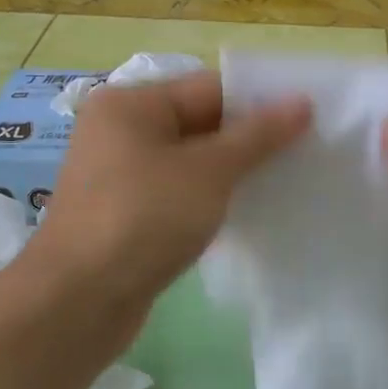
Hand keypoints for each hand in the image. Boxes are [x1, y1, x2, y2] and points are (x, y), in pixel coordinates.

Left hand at [29, 71, 308, 310]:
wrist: (78, 300)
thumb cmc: (144, 219)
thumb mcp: (209, 171)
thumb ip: (257, 136)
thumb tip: (301, 102)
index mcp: (132, 104)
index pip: (210, 88)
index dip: (260, 104)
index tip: (308, 124)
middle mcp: (120, 132)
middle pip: (199, 124)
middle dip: (249, 142)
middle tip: (303, 158)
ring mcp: (119, 177)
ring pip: (190, 164)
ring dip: (231, 175)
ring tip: (281, 187)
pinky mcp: (125, 216)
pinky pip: (176, 196)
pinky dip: (207, 202)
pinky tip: (243, 217)